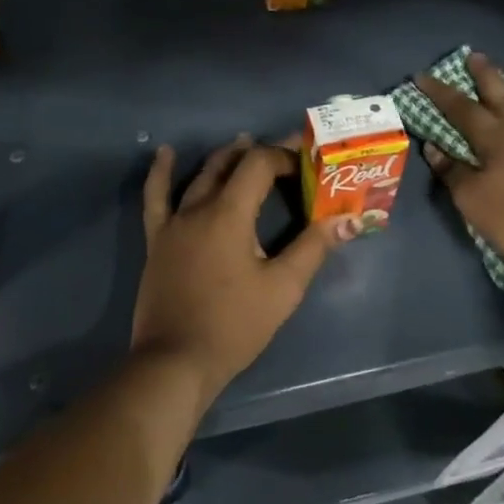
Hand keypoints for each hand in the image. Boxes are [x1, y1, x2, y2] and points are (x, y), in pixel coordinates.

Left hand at [133, 136, 355, 406]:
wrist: (176, 360)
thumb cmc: (234, 326)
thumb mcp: (282, 288)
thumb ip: (313, 248)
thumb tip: (348, 218)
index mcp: (230, 214)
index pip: (259, 165)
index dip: (284, 157)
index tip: (307, 162)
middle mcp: (198, 208)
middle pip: (230, 165)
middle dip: (259, 154)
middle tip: (284, 155)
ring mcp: (173, 223)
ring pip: (198, 176)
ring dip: (223, 158)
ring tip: (242, 143)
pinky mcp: (157, 240)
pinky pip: (156, 197)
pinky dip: (161, 172)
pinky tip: (165, 153)